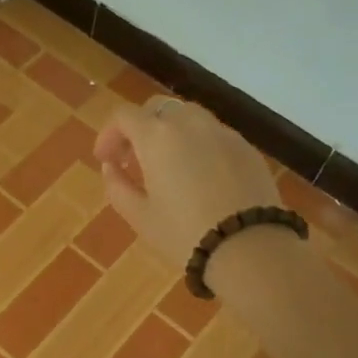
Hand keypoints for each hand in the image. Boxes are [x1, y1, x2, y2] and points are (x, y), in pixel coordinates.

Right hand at [94, 97, 281, 267]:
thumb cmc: (185, 234)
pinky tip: (201, 177)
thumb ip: (117, 186)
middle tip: (134, 159)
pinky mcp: (247, 148)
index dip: (109, 134)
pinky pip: (215, 135)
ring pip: (189, 117)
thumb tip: (110, 167)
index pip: (124, 116)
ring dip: (171, 133)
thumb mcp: (139, 216)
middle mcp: (190, 123)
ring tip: (169, 166)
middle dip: (140, 127)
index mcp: (157, 136)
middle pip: (158, 108)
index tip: (106, 160)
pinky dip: (200, 145)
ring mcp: (223, 133)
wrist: (251, 249)